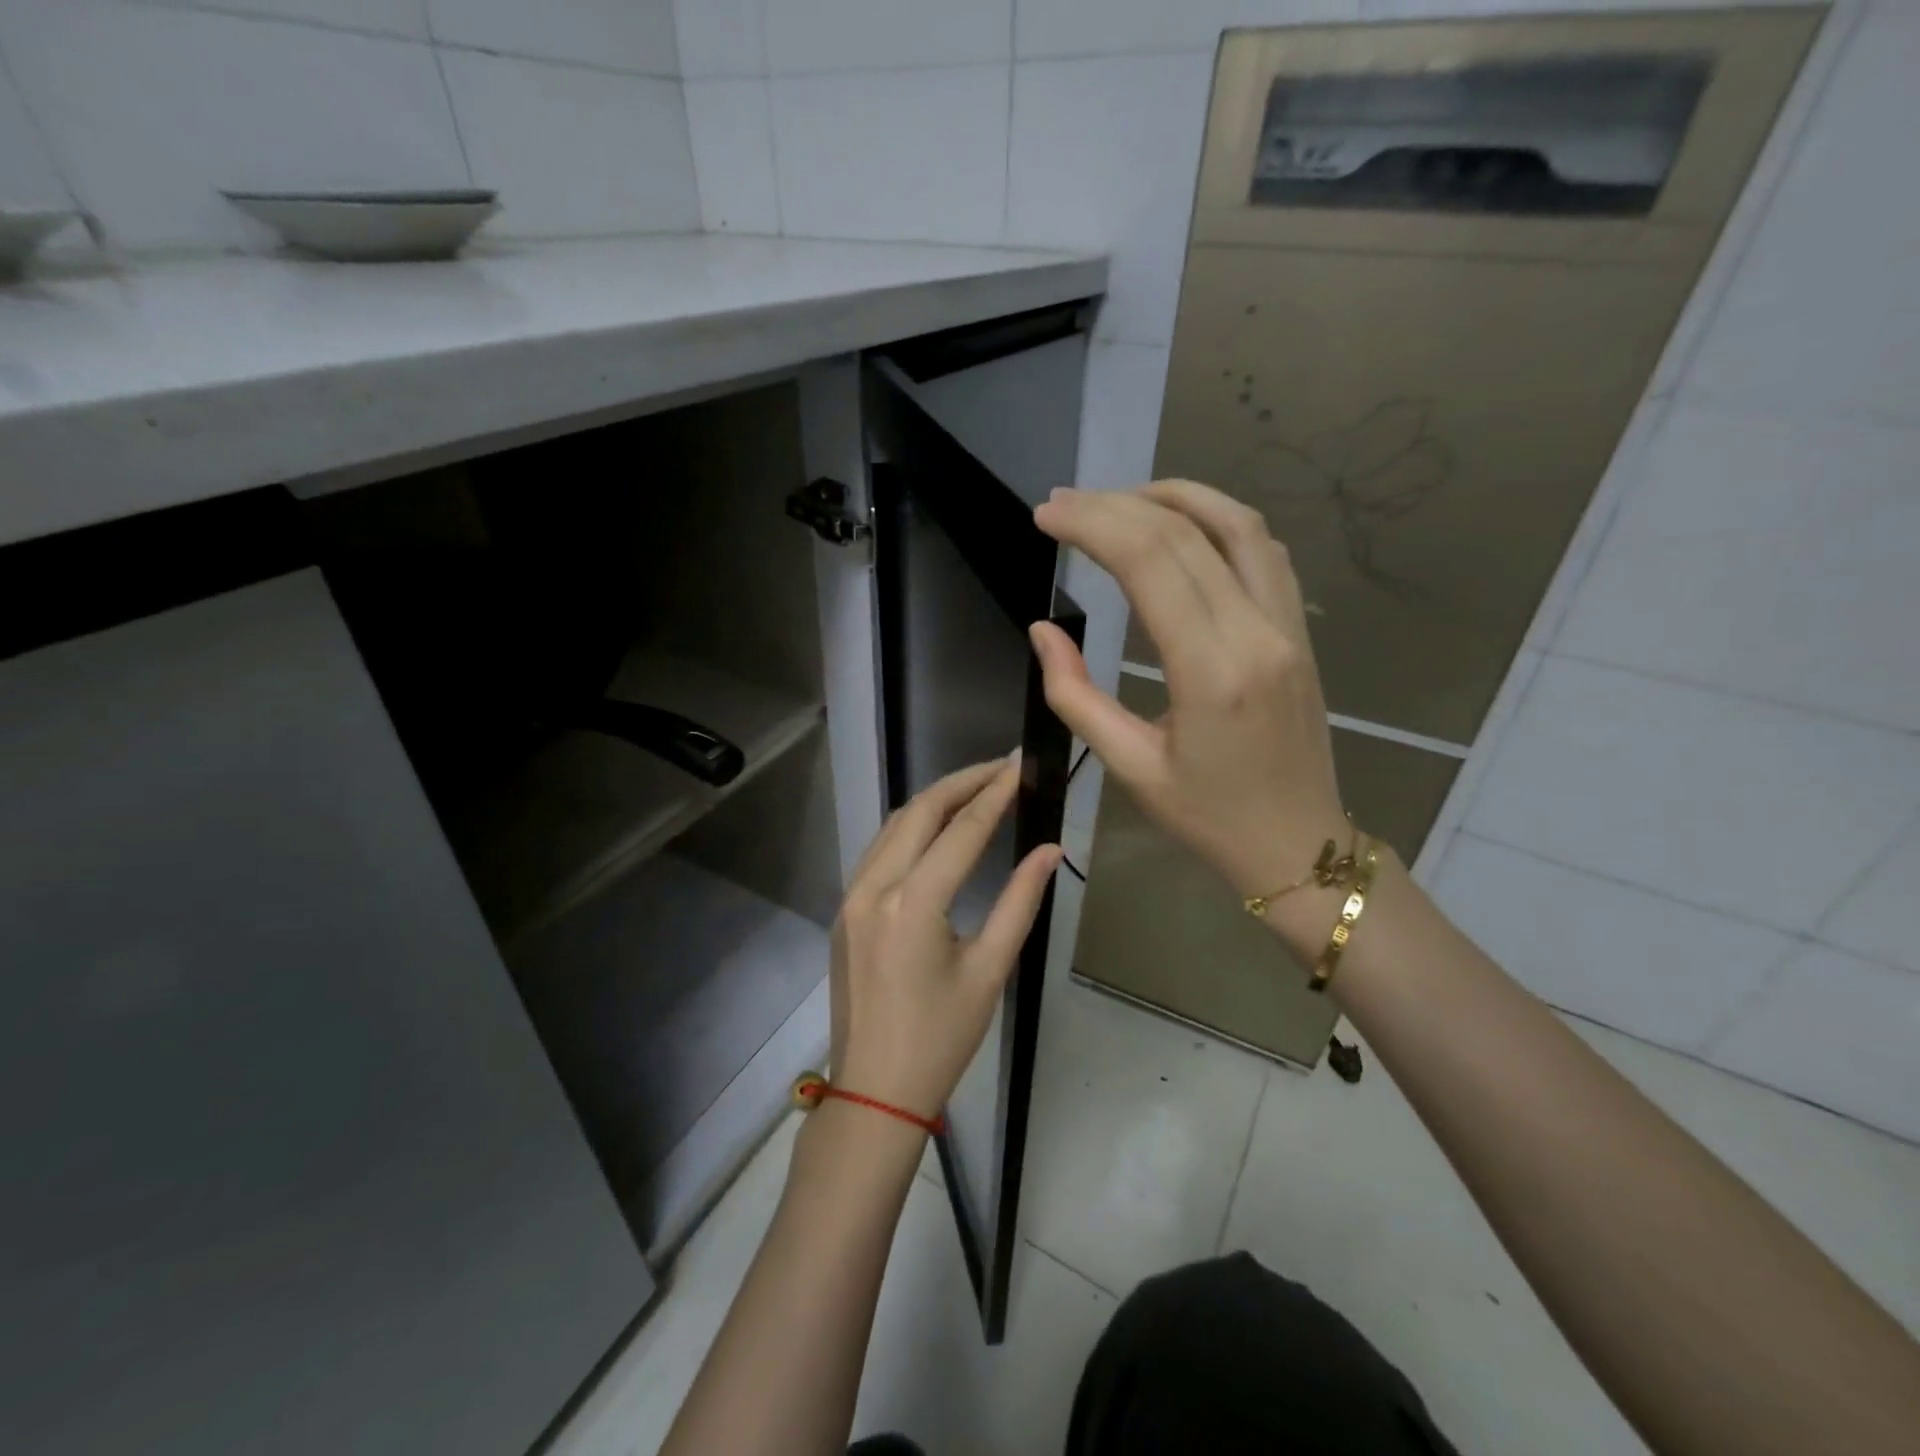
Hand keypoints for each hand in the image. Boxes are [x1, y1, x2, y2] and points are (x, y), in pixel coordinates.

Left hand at [829, 755, 1062, 1124]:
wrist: (874, 1089)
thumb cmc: (941, 1037)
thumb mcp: (989, 970)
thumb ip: (1020, 901)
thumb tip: (1050, 849)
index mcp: (912, 904)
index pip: (961, 830)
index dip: (994, 792)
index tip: (1020, 764)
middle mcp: (873, 887)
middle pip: (919, 812)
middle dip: (962, 782)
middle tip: (1002, 767)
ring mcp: (851, 897)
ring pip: (892, 826)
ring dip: (934, 801)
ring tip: (976, 788)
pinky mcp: (844, 909)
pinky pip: (879, 851)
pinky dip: (910, 829)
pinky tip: (937, 829)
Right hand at [1029, 480, 1348, 909]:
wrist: (1298, 846)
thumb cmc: (1207, 817)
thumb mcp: (1129, 767)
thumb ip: (1076, 695)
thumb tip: (1042, 630)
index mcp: (1211, 672)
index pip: (1149, 563)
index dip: (1092, 526)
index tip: (1046, 518)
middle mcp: (1257, 633)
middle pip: (1185, 533)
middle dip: (1115, 506)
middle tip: (1063, 504)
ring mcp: (1288, 626)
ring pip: (1238, 524)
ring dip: (1174, 497)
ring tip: (1118, 500)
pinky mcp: (1299, 630)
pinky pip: (1263, 551)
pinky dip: (1218, 520)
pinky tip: (1181, 526)